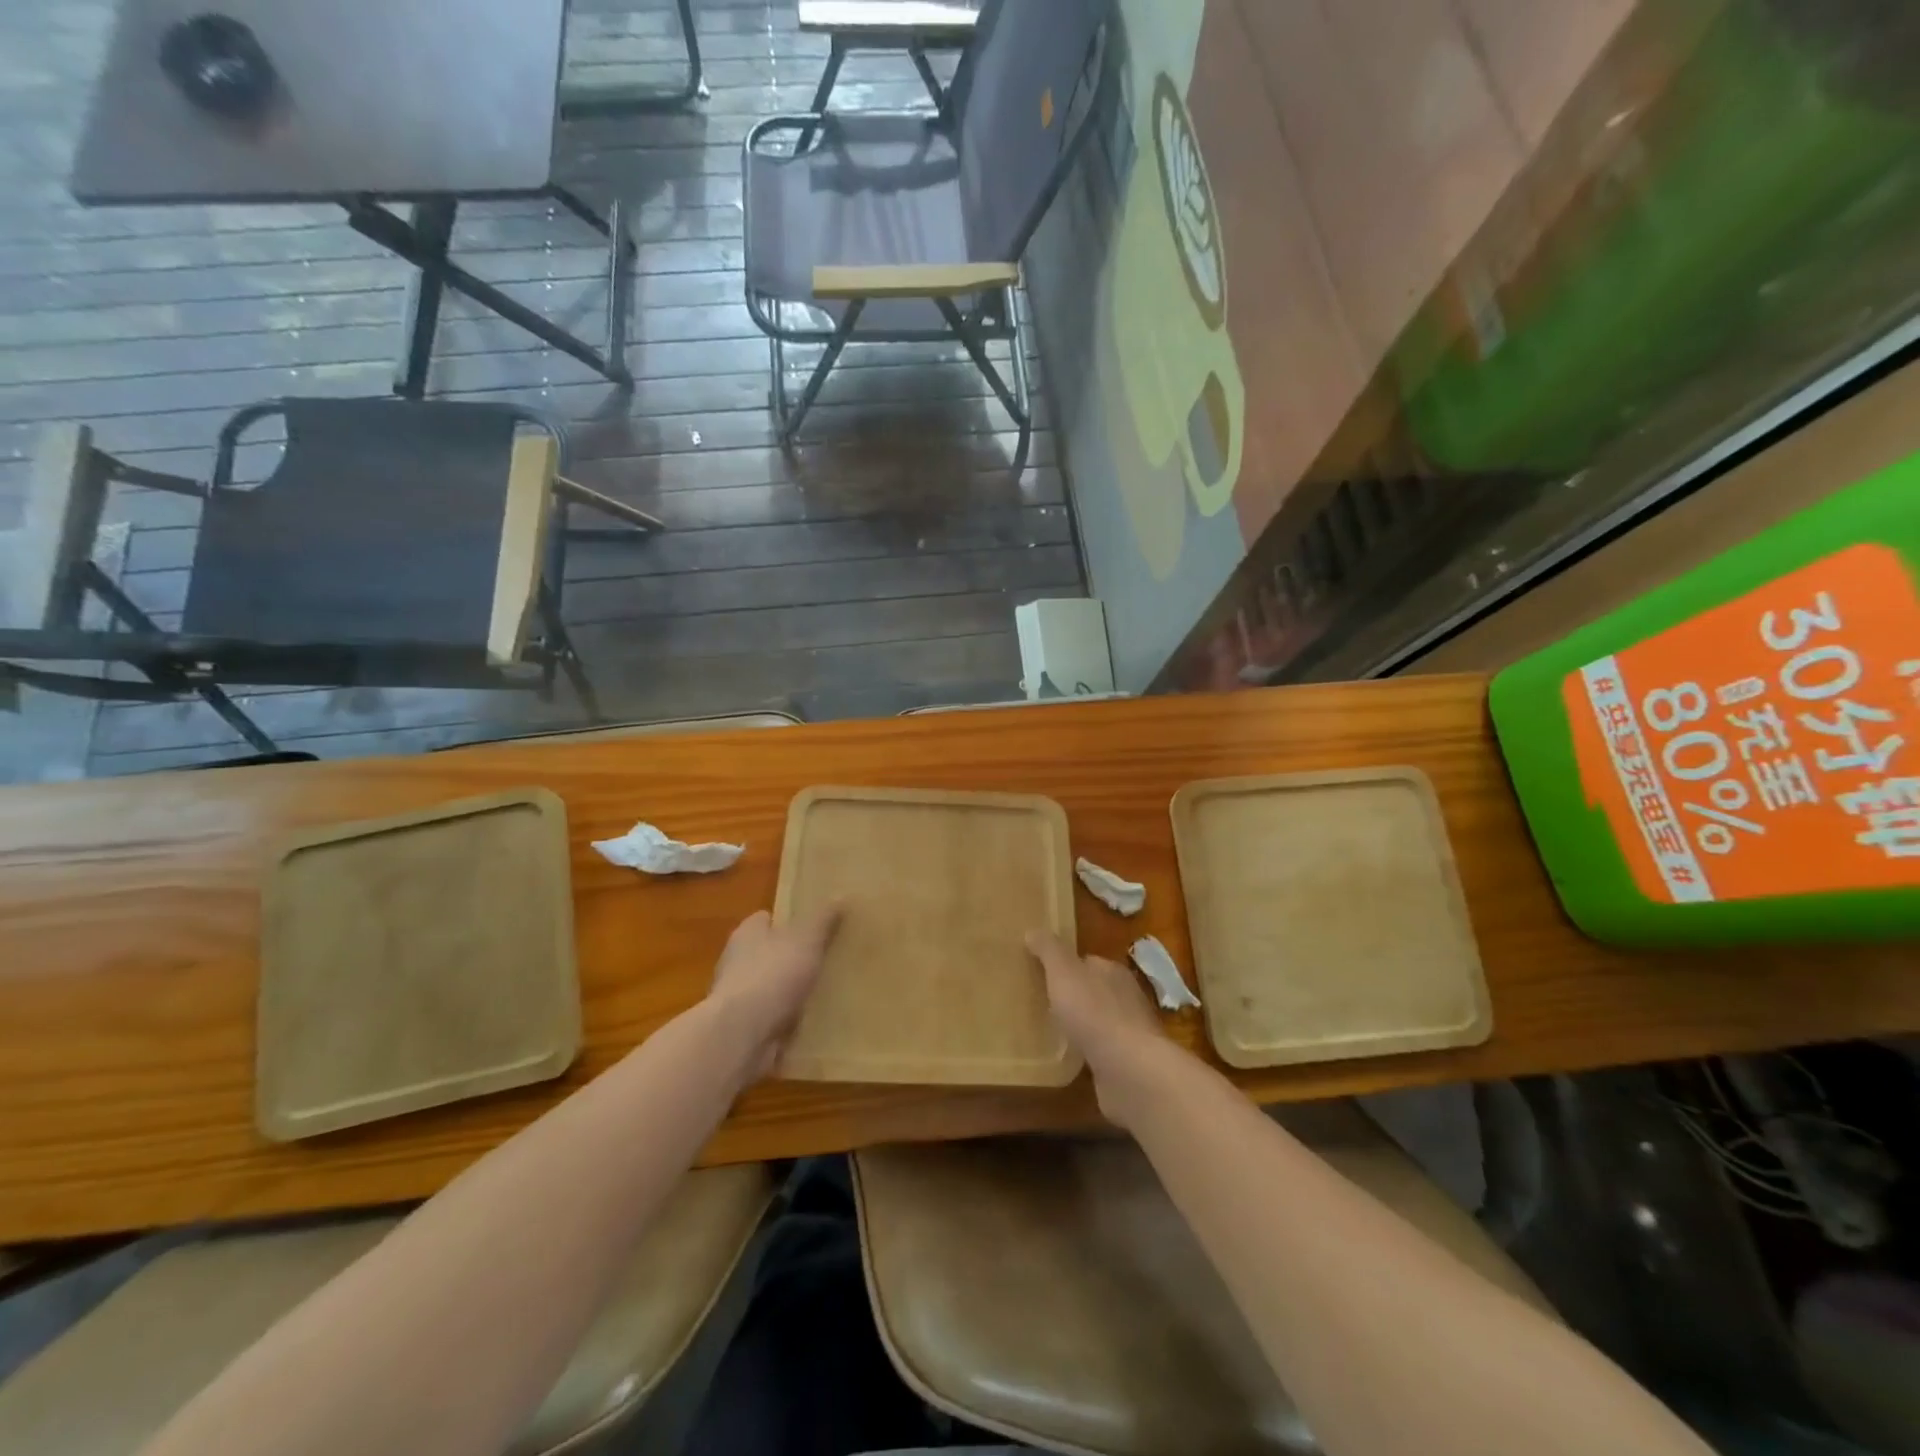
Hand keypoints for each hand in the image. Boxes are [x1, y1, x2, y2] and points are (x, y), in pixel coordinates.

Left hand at [709, 904, 843, 1077]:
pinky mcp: (743, 1028)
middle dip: (792, 958)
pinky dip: (787, 1020)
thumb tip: (840, 895)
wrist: (741, 1035)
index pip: (766, 919)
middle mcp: (737, 962)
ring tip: (825, 993)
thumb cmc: (772, 976)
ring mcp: (738, 997)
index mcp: (747, 934)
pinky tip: (812, 1023)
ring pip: (771, 987)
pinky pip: (772, 1018)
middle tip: (826, 959)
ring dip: (790, 992)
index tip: (814, 926)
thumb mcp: (806, 940)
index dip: (789, 920)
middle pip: (768, 953)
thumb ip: (823, 920)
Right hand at [1026, 930, 1169, 1126]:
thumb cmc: (1094, 1013)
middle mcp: (1126, 998)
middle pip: (1094, 990)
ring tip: (1052, 1032)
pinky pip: (1102, 1051)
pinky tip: (1071, 1059)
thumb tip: (1033, 931)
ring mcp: (1129, 1032)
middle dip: (1073, 996)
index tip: (1042, 974)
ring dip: (1081, 1026)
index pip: (1088, 962)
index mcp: (1113, 971)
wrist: (1130, 1070)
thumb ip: (1049, 950)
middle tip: (1042, 1004)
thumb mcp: (1064, 973)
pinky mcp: (1128, 1063)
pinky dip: (1088, 1052)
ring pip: (1099, 1022)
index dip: (1065, 966)